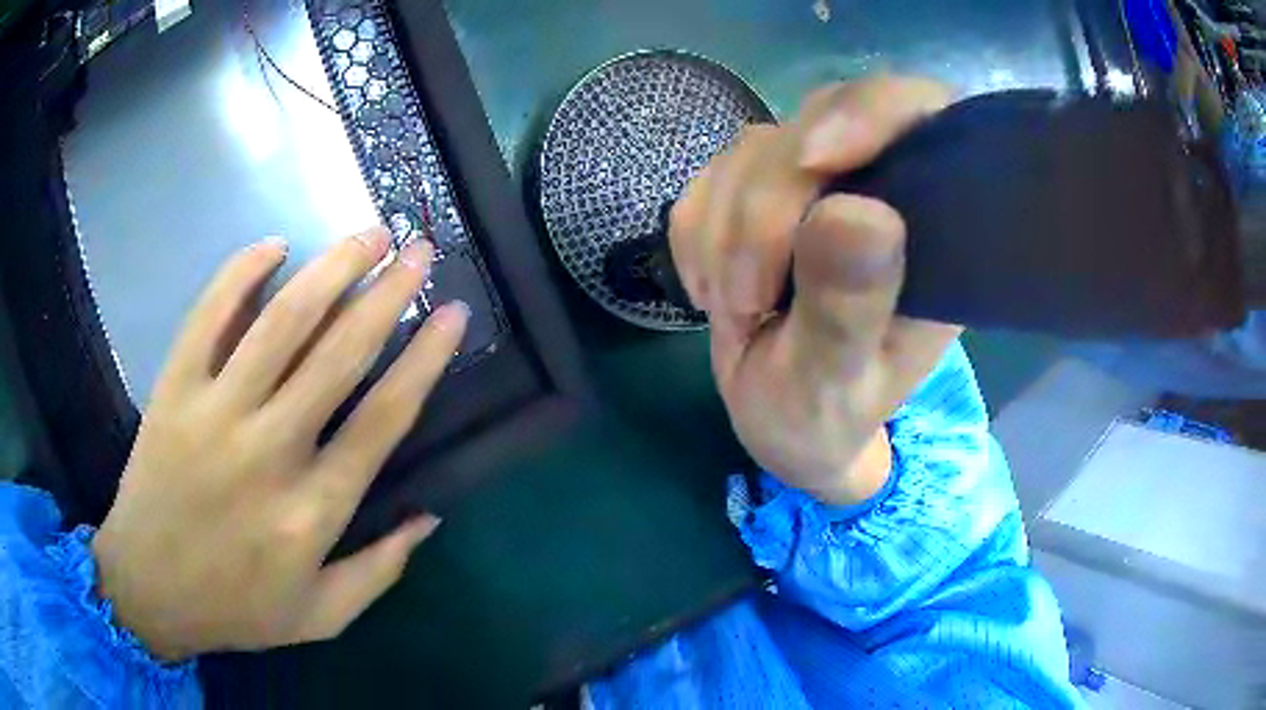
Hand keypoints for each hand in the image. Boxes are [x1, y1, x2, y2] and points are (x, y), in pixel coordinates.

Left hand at [92, 229, 468, 660]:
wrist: (148, 589)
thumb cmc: (236, 608)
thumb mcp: (321, 616)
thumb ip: (379, 571)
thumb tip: (429, 516)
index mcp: (311, 513)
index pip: (384, 419)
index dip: (425, 359)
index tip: (454, 314)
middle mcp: (268, 453)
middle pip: (339, 356)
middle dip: (388, 293)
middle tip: (419, 249)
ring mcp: (214, 413)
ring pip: (281, 323)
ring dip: (331, 270)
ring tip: (368, 234)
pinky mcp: (173, 390)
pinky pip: (208, 316)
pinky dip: (241, 272)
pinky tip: (274, 245)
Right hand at [670, 76, 960, 504]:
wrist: (779, 420)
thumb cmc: (823, 418)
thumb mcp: (835, 386)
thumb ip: (848, 309)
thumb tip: (856, 212)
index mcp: (933, 230)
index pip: (920, 117)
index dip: (871, 112)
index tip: (814, 160)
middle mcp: (882, 188)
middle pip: (819, 125)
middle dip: (765, 209)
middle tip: (746, 299)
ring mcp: (819, 184)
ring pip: (755, 150)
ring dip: (724, 233)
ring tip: (736, 310)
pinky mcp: (762, 191)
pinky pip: (711, 177)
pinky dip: (698, 235)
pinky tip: (716, 290)